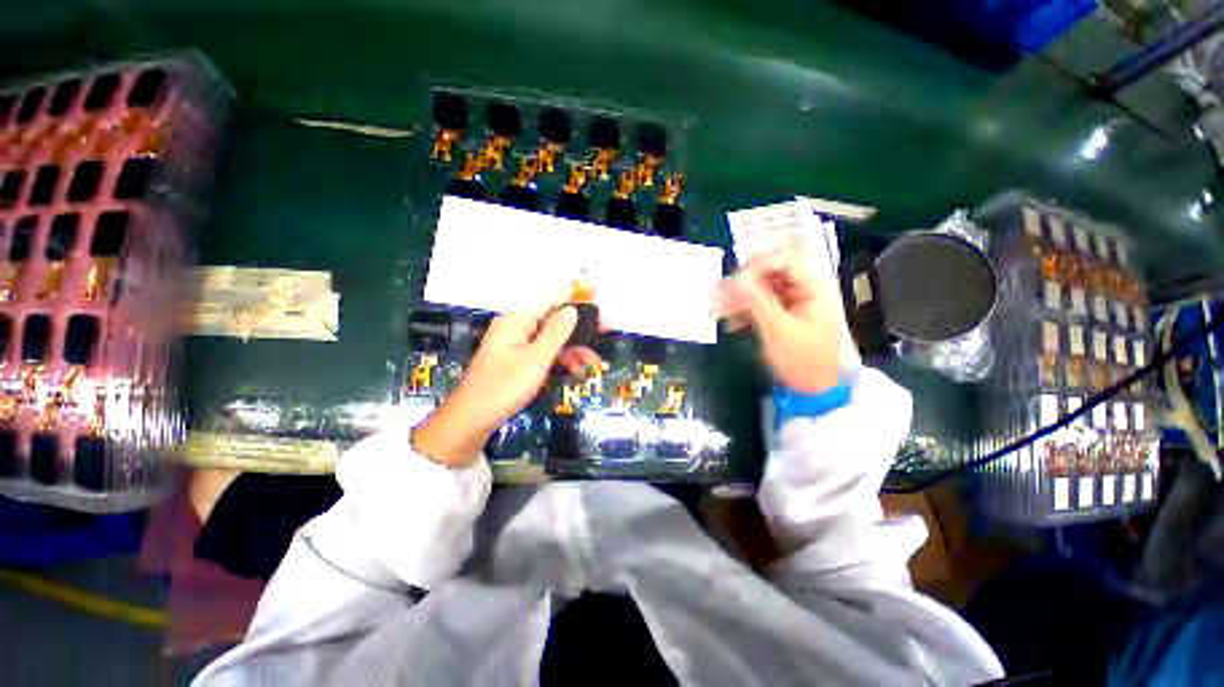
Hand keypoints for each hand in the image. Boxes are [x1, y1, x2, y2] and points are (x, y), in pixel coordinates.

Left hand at [412, 301, 600, 466]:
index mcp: (517, 320)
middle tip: (606, 329)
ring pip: (552, 338)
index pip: (551, 299)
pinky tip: (576, 370)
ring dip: (574, 347)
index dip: (575, 295)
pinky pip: (545, 352)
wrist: (474, 420)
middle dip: (580, 326)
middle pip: (554, 319)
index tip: (597, 292)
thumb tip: (572, 310)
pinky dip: (561, 359)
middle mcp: (517, 327)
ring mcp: (518, 344)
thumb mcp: (536, 359)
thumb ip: (556, 332)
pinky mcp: (519, 360)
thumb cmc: (505, 387)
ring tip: (593, 361)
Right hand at [720, 248, 851, 393]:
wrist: (813, 389)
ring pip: (763, 289)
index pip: (784, 260)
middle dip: (746, 284)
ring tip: (724, 311)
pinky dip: (746, 310)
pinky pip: (761, 304)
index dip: (758, 266)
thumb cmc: (801, 360)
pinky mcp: (783, 315)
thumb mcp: (777, 328)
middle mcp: (804, 290)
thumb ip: (756, 300)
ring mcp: (793, 303)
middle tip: (725, 296)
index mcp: (813, 288)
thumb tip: (736, 278)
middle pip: (772, 273)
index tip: (736, 281)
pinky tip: (733, 322)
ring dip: (742, 298)